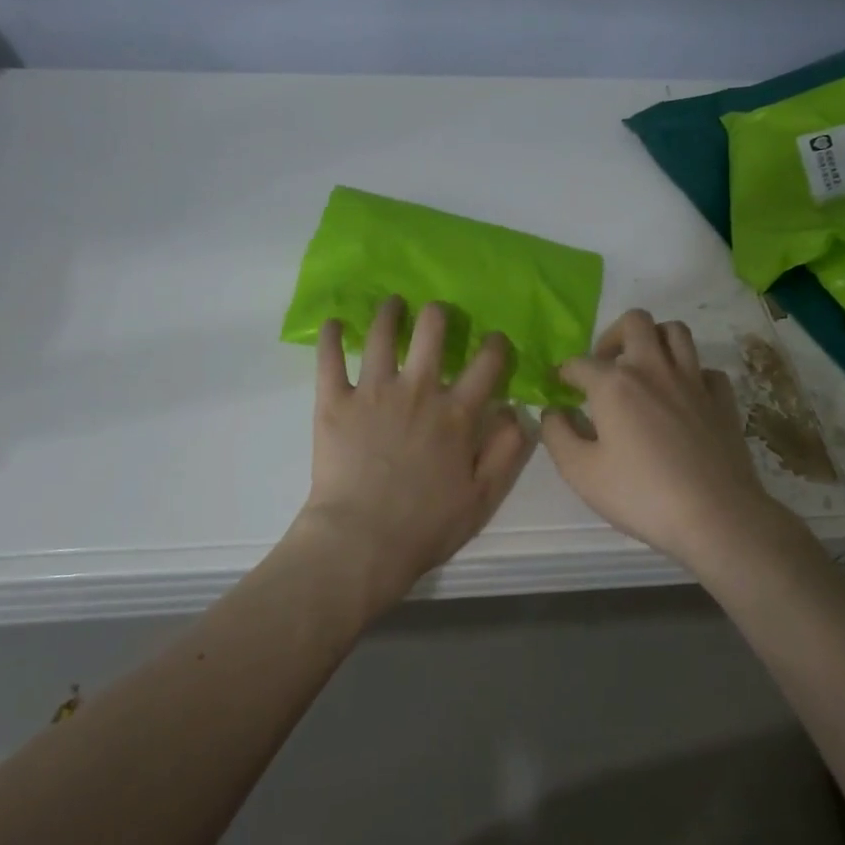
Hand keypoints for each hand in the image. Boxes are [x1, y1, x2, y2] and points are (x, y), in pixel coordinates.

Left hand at [297, 297, 535, 609]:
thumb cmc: (426, 525)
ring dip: (389, 312)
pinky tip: (333, 322)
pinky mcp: (334, 401)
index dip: (496, 345)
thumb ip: (506, 451)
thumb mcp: (484, 497)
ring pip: (381, 334)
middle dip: (438, 315)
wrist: (361, 540)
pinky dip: (330, 335)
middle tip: (436, 314)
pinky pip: (330, 358)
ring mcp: (372, 392)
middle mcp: (417, 390)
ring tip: (392, 304)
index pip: (487, 364)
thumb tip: (514, 412)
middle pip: (432, 331)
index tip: (495, 339)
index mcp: (456, 413)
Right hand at [541, 309, 790, 572]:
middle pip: (635, 322)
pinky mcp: (722, 400)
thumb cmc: (640, 494)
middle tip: (604, 366)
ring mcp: (694, 381)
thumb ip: (557, 435)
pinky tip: (681, 396)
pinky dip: (690, 374)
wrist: (715, 516)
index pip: (580, 362)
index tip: (557, 387)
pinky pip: (705, 369)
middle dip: (612, 336)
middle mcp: (654, 369)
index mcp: (615, 384)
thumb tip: (553, 412)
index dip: (563, 372)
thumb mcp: (580, 472)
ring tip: (642, 368)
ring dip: (654, 340)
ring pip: (676, 332)